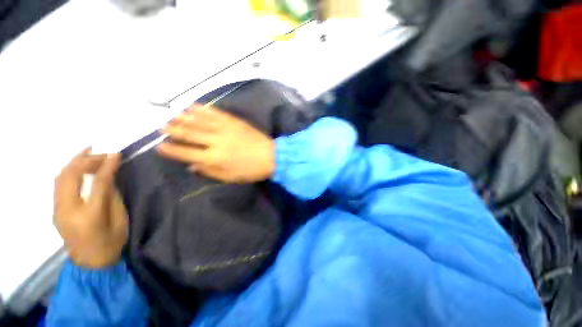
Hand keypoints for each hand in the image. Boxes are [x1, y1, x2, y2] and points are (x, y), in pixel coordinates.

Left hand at [54, 148, 127, 268]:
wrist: (91, 264)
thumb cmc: (111, 243)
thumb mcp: (119, 220)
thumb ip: (112, 197)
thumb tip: (109, 177)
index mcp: (89, 216)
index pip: (97, 183)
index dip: (107, 166)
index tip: (116, 154)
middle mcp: (68, 210)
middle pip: (71, 176)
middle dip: (87, 160)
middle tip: (104, 153)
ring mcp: (58, 210)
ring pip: (60, 177)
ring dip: (75, 162)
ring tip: (90, 152)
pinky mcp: (55, 210)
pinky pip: (59, 184)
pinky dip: (68, 171)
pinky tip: (78, 166)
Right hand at [157, 104, 274, 182]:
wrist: (272, 156)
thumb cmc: (251, 170)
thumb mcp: (230, 177)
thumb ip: (209, 172)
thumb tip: (191, 166)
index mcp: (214, 158)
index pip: (186, 153)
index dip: (171, 150)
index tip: (159, 146)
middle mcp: (216, 141)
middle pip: (189, 134)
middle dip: (173, 130)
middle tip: (161, 127)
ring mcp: (225, 129)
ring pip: (198, 121)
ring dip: (183, 117)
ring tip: (171, 115)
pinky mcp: (234, 121)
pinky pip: (214, 113)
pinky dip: (202, 108)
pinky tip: (191, 105)